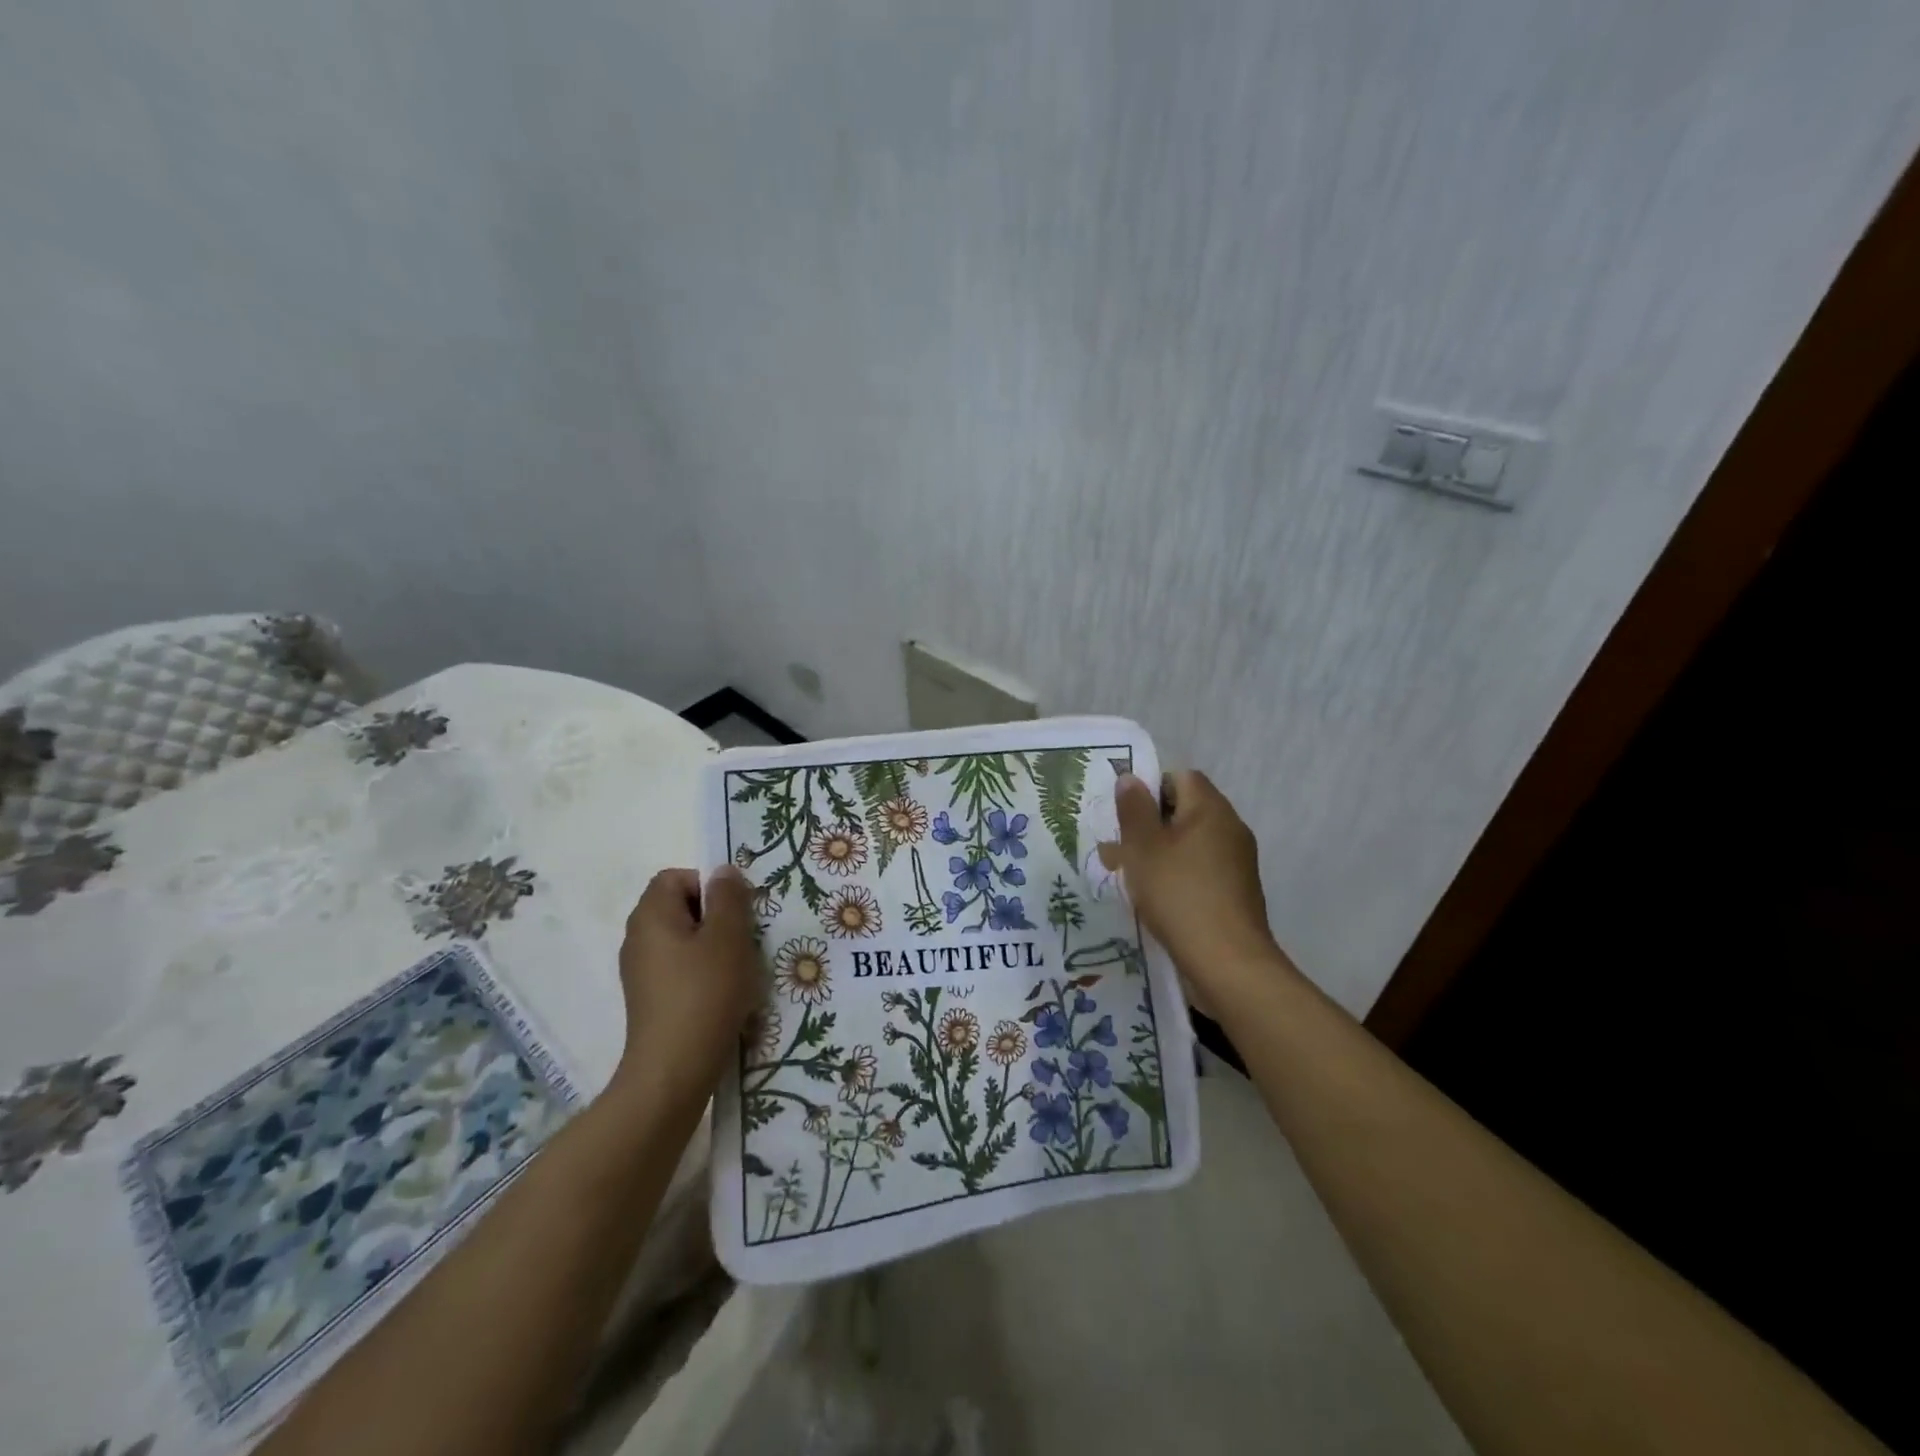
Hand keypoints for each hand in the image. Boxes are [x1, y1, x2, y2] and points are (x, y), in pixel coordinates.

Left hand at [610, 867, 760, 1105]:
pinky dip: (700, 972)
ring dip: (711, 946)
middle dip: (714, 917)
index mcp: (650, 915)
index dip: (708, 885)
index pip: (675, 877)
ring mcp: (640, 970)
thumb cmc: (705, 993)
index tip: (733, 912)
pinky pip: (678, 968)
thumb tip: (722, 871)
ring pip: (681, 939)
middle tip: (741, 939)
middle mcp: (637, 937)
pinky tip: (721, 995)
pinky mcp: (649, 998)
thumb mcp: (728, 937)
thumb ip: (728, 897)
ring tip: (736, 970)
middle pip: (678, 907)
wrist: (674, 1070)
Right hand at [1099, 771, 1286, 1011]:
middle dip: (1148, 825)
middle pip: (1184, 811)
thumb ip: (1134, 810)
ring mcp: (1236, 863)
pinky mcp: (1235, 892)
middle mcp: (1230, 829)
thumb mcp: (1143, 849)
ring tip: (1123, 874)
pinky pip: (1198, 869)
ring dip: (1157, 852)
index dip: (1150, 788)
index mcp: (1211, 810)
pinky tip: (1151, 897)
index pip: (1181, 777)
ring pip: (1188, 843)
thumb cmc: (1180, 895)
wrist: (1228, 964)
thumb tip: (1131, 778)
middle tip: (1116, 847)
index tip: (1124, 814)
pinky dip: (1174, 875)